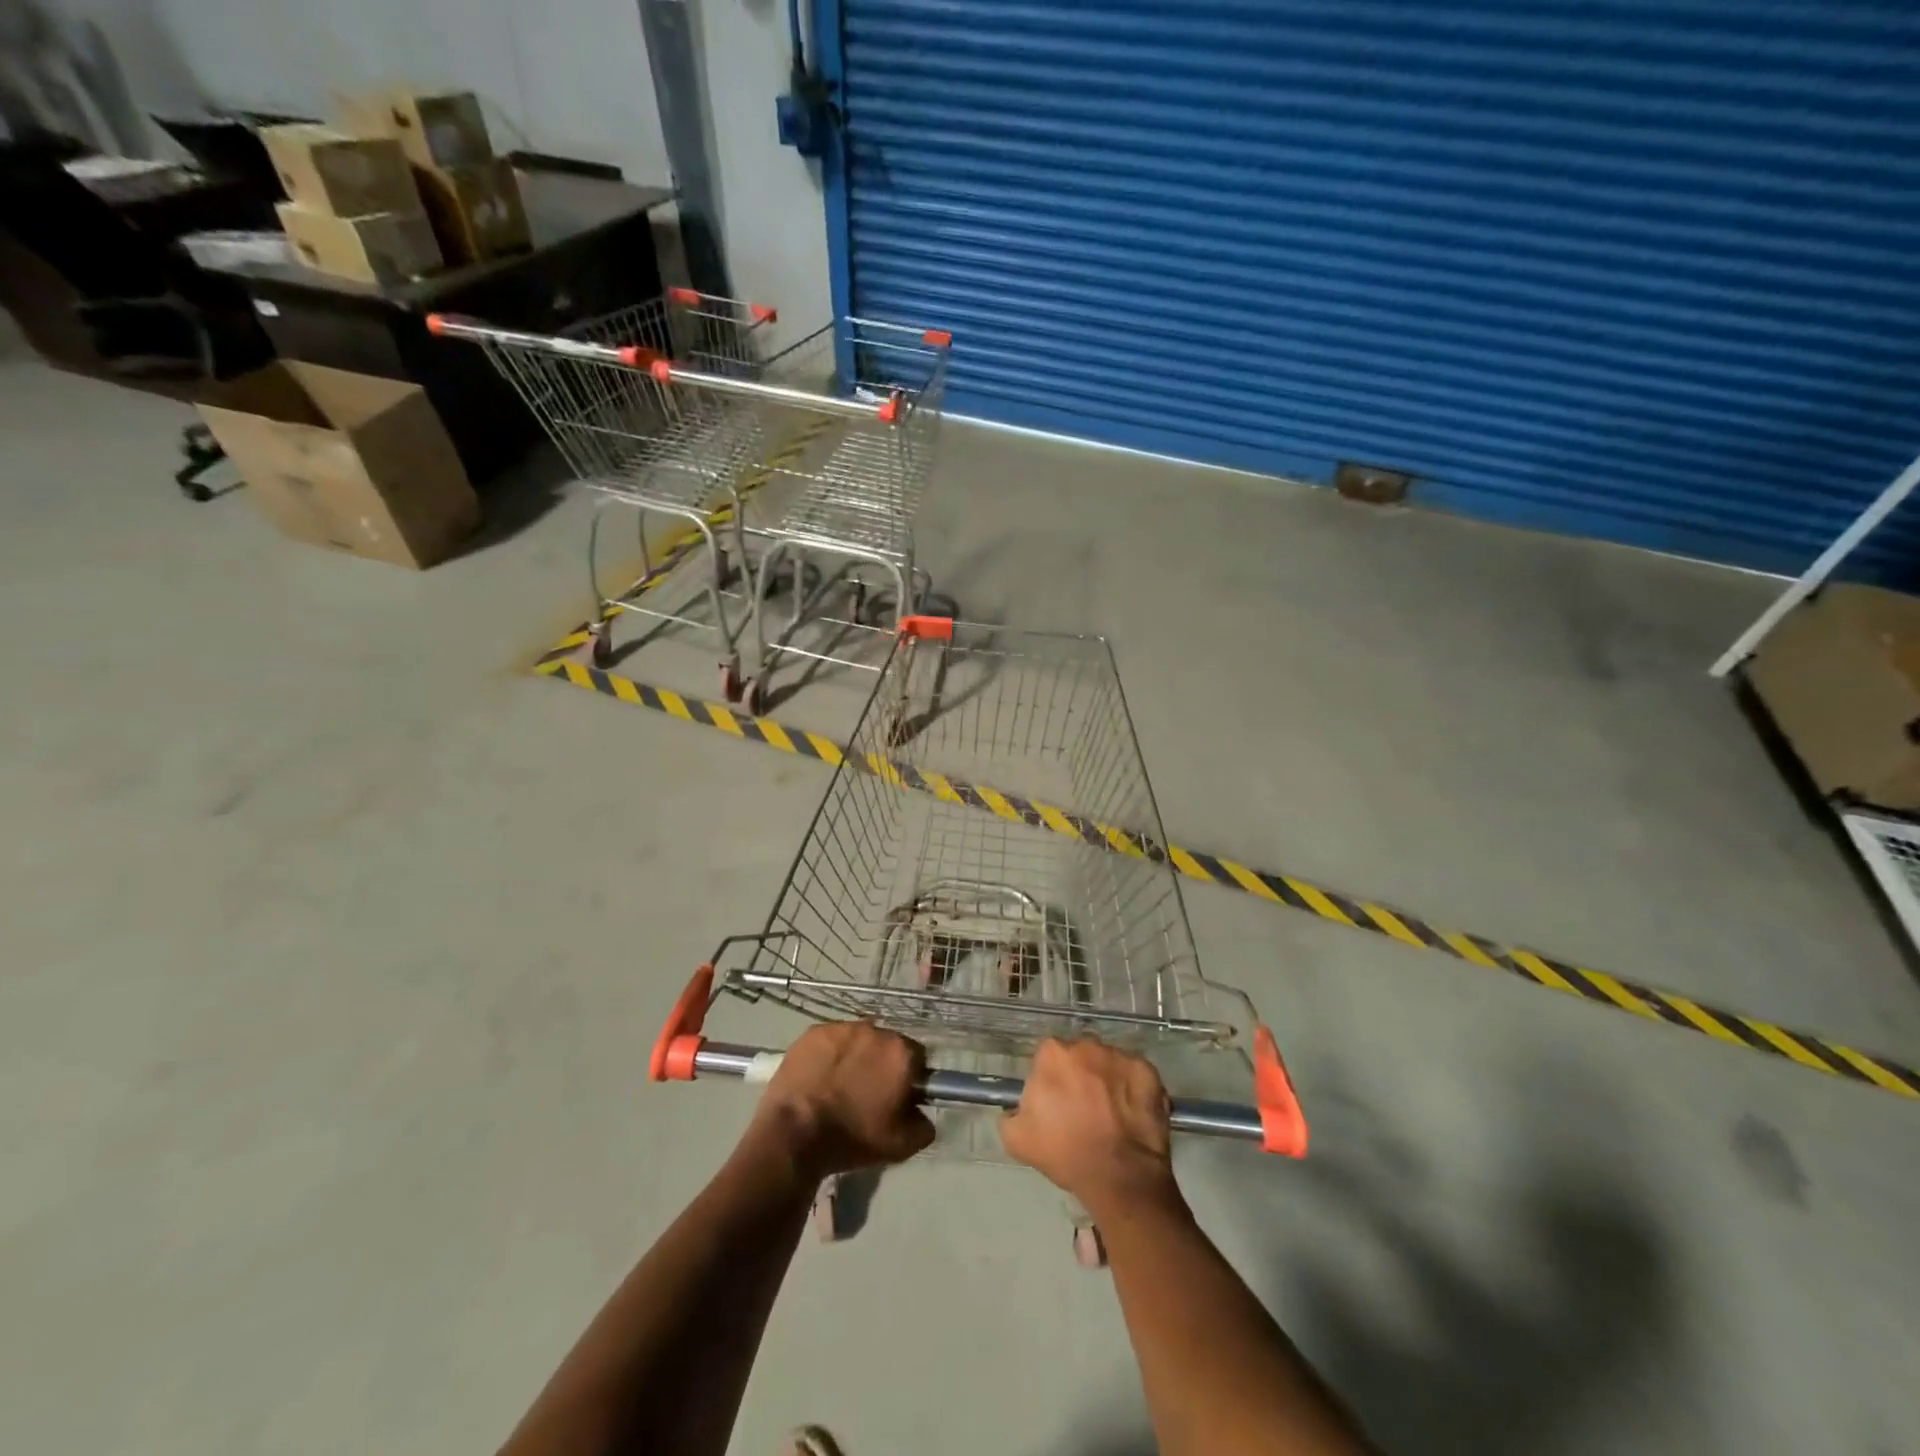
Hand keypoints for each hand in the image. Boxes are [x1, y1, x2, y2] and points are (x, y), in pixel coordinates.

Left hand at [749, 1021, 934, 1181]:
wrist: (795, 1134)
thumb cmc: (852, 1137)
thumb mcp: (901, 1145)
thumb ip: (924, 1125)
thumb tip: (923, 1114)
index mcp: (901, 1053)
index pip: (917, 1056)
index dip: (909, 1076)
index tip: (898, 1094)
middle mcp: (875, 1030)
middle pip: (887, 1044)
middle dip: (881, 1062)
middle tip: (868, 1090)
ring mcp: (842, 1027)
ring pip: (858, 1039)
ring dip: (856, 1055)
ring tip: (840, 1083)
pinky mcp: (814, 1032)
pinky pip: (831, 1040)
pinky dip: (829, 1054)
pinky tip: (819, 1076)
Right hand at [1000, 1037, 1179, 1216]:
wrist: (1119, 1176)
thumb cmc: (1065, 1153)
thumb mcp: (1017, 1139)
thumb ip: (1011, 1114)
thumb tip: (1019, 1107)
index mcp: (1053, 1054)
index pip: (1049, 1057)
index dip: (1053, 1079)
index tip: (1057, 1102)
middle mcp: (1086, 1045)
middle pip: (1080, 1055)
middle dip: (1081, 1075)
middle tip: (1084, 1108)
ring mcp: (1120, 1056)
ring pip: (1109, 1063)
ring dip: (1107, 1080)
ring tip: (1111, 1114)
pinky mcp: (1148, 1071)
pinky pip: (1136, 1075)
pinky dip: (1134, 1090)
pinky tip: (1131, 1115)